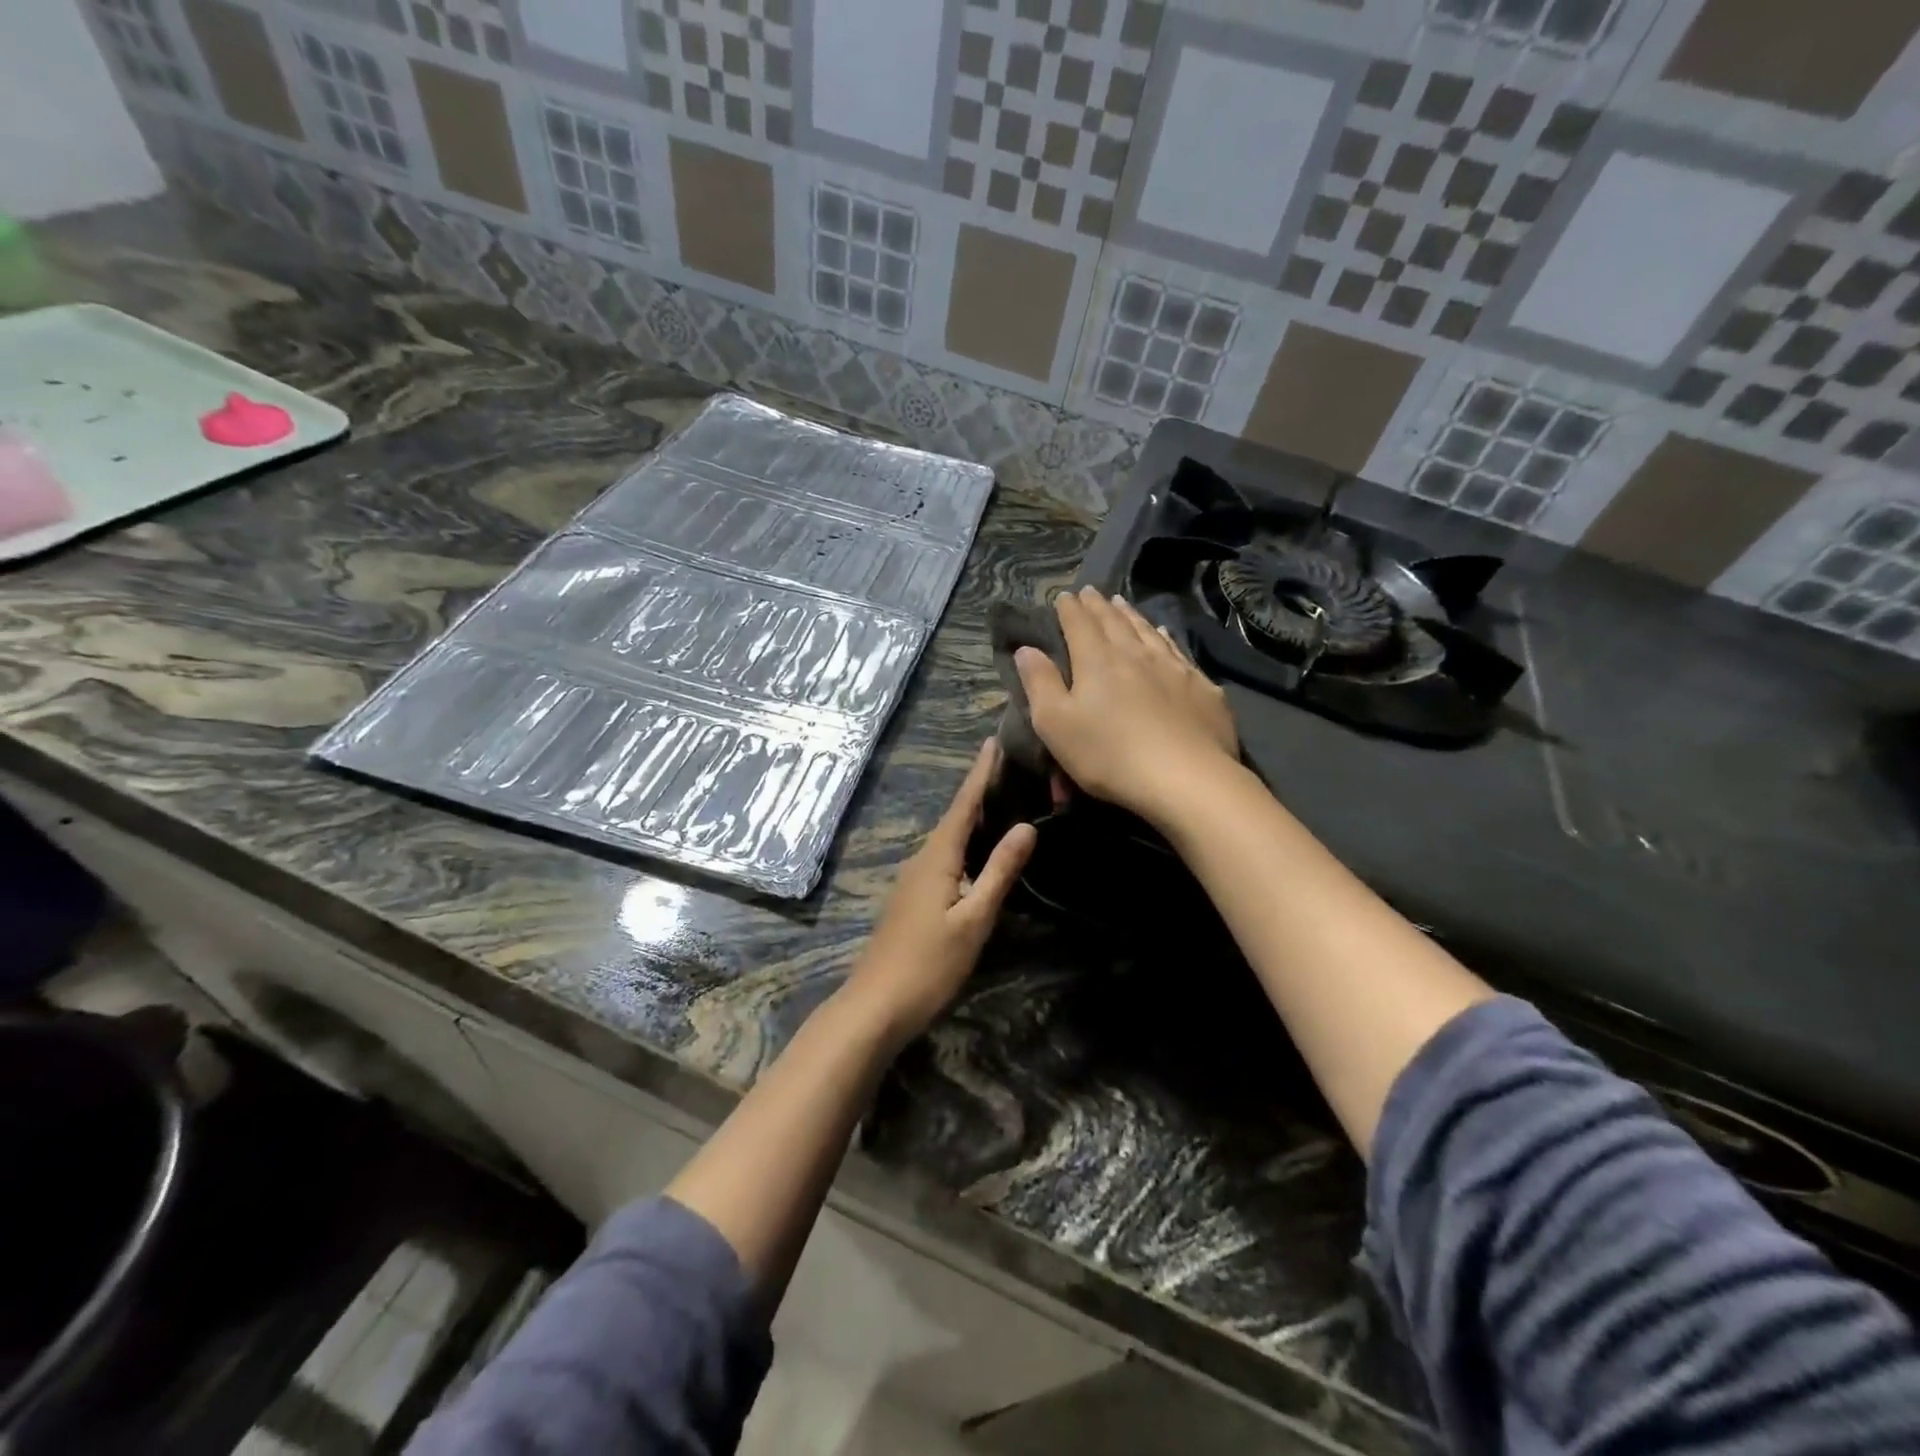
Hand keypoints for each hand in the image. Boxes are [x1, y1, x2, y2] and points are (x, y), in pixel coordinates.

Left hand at [842, 740, 1035, 1044]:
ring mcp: (913, 879)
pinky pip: (943, 856)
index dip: (979, 773)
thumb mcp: (974, 919)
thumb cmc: (929, 963)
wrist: (876, 1004)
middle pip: (954, 816)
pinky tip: (978, 851)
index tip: (992, 741)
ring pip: (948, 838)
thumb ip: (999, 872)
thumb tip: (1026, 826)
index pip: (963, 805)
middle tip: (1008, 766)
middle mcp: (922, 859)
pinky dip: (964, 842)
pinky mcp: (913, 898)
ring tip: (1000, 800)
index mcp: (937, 857)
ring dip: (971, 816)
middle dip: (978, 789)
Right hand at [1015, 586, 1238, 826]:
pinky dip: (1165, 637)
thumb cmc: (1109, 755)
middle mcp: (1135, 654)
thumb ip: (1039, 683)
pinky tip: (1164, 634)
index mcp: (1097, 661)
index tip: (1064, 595)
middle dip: (1098, 606)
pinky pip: (1177, 651)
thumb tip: (1026, 648)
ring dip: (1131, 615)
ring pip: (1147, 631)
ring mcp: (1173, 668)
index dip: (1070, 609)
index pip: (1079, 624)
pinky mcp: (1201, 687)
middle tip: (1091, 592)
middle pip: (1114, 622)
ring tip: (1121, 603)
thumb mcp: (1056, 725)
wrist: (1186, 779)